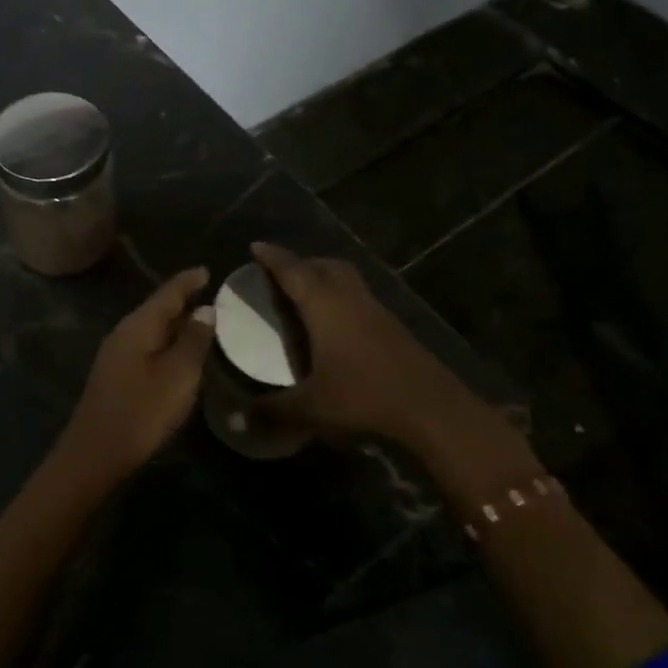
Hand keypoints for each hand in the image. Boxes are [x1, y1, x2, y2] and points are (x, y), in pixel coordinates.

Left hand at [60, 268, 214, 478]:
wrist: (95, 454)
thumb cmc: (142, 411)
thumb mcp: (178, 375)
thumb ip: (193, 340)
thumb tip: (205, 310)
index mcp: (138, 326)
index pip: (167, 294)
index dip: (188, 282)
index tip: (207, 271)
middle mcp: (124, 333)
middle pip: (157, 309)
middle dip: (182, 300)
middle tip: (210, 294)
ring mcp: (116, 355)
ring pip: (151, 329)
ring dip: (175, 323)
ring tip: (201, 321)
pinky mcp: (116, 376)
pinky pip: (147, 347)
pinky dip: (166, 342)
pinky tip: (179, 354)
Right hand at [249, 242, 501, 452]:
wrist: (432, 408)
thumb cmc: (364, 397)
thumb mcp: (311, 408)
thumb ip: (272, 412)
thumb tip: (236, 421)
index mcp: (324, 306)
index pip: (293, 271)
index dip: (273, 258)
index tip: (256, 246)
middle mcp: (350, 299)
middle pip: (326, 265)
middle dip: (302, 263)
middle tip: (281, 273)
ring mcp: (376, 311)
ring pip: (347, 279)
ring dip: (326, 277)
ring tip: (307, 294)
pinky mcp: (394, 327)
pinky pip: (361, 298)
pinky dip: (343, 298)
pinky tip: (337, 326)